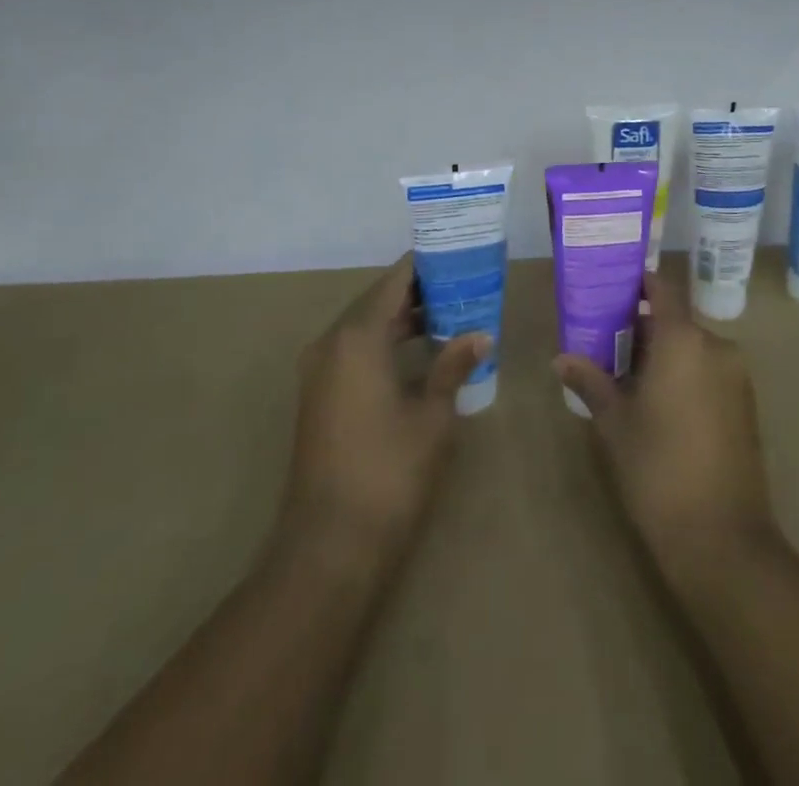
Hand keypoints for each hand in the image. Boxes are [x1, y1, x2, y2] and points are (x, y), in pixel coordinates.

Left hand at [279, 254, 488, 562]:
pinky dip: (385, 343)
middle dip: (419, 291)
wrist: (328, 545)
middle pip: (377, 300)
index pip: (394, 281)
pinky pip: (354, 351)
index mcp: (357, 337)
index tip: (458, 254)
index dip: (426, 265)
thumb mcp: (431, 416)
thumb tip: (480, 335)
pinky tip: (419, 352)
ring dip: (402, 319)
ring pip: (365, 326)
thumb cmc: (388, 472)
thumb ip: (453, 366)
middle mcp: (331, 343)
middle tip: (463, 283)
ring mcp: (319, 371)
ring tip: (450, 313)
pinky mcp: (318, 396)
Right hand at [554, 272, 778, 585]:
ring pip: (692, 348)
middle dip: (642, 328)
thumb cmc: (658, 468)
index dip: (639, 283)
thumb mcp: (615, 422)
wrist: (722, 538)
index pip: (662, 288)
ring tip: (627, 380)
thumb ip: (591, 382)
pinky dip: (685, 375)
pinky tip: (659, 405)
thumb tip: (561, 359)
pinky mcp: (746, 405)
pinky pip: (709, 372)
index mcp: (683, 340)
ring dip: (663, 355)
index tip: (611, 287)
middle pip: (675, 321)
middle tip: (606, 346)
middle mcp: (716, 346)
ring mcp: (736, 376)